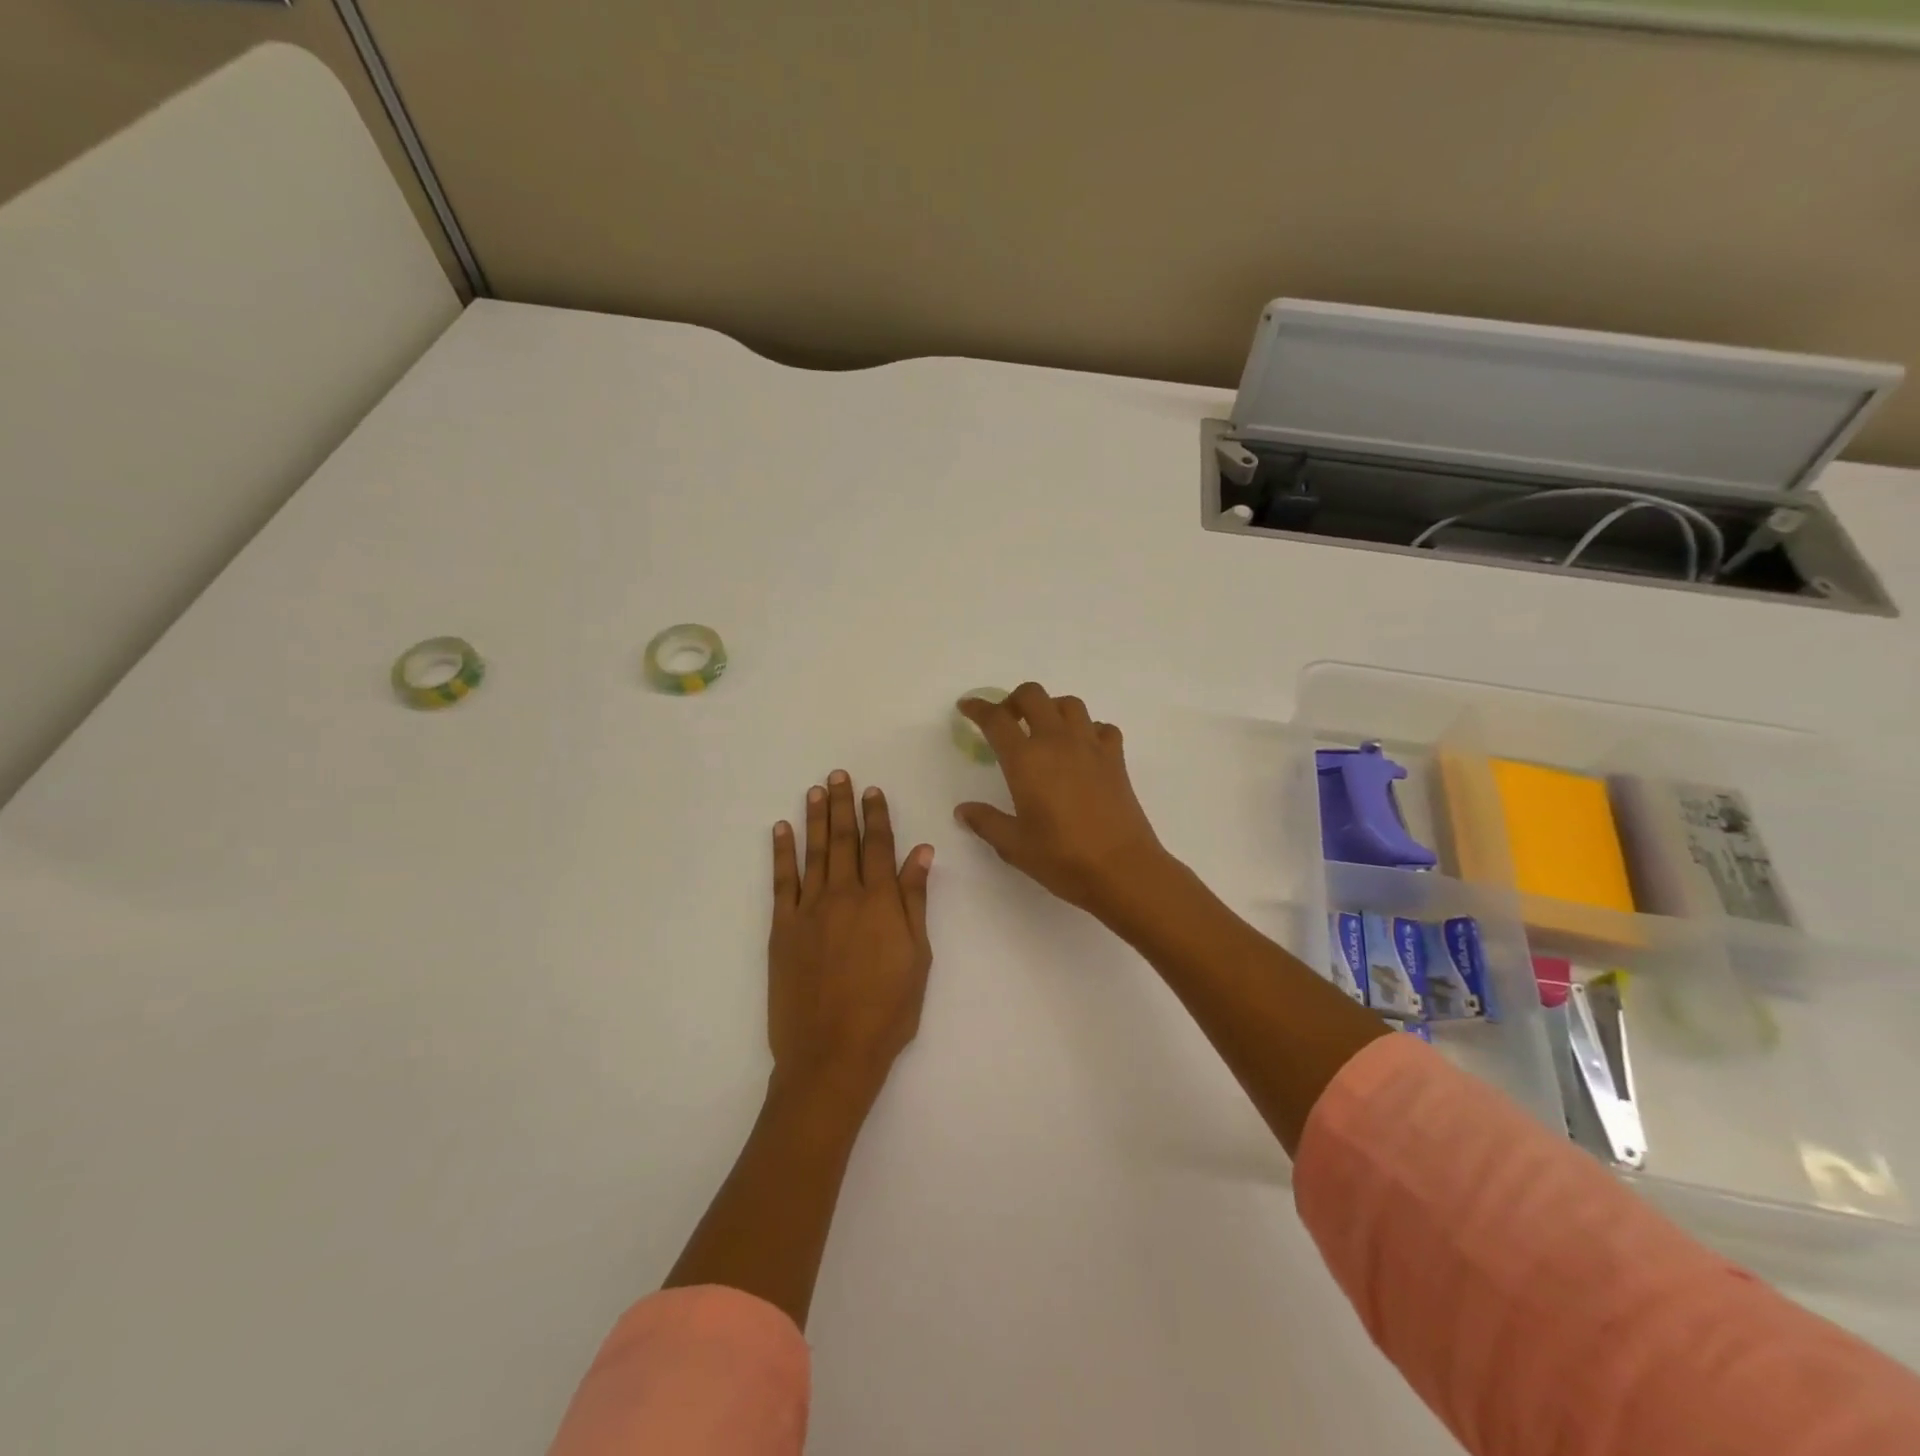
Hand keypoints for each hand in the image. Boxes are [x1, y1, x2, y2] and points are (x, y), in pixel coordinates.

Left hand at [769, 771, 933, 1108]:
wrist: (832, 1053)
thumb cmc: (888, 1010)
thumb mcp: (918, 956)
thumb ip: (915, 901)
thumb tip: (920, 852)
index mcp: (881, 902)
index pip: (879, 846)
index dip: (877, 816)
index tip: (873, 791)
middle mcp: (844, 895)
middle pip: (844, 840)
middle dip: (843, 806)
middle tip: (839, 775)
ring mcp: (809, 910)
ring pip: (814, 853)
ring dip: (815, 819)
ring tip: (816, 790)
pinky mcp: (782, 928)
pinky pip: (781, 881)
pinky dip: (781, 853)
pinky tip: (780, 830)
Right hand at [954, 683, 1171, 918]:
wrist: (1122, 869)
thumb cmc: (1062, 858)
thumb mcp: (1014, 845)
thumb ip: (986, 822)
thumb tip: (963, 810)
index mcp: (1026, 759)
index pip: (996, 719)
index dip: (978, 708)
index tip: (967, 707)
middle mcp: (1057, 742)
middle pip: (1033, 696)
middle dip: (1014, 700)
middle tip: (1006, 721)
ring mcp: (1090, 746)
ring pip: (1069, 704)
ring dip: (1050, 708)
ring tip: (1043, 731)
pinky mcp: (1116, 758)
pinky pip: (1101, 727)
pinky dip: (1088, 729)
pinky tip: (1081, 749)